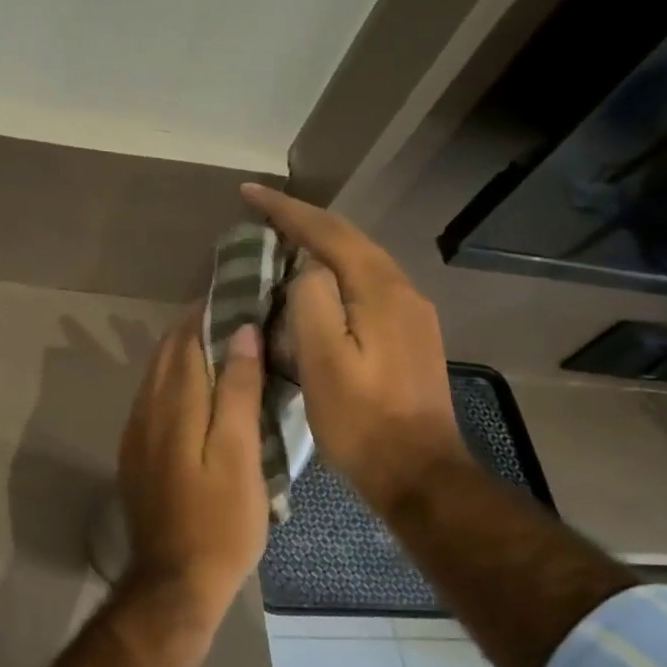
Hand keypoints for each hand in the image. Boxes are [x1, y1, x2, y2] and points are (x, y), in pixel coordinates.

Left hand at [117, 314, 268, 606]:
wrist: (174, 580)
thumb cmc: (221, 521)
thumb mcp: (239, 454)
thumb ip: (236, 391)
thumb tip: (240, 332)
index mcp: (172, 405)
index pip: (186, 340)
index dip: (208, 312)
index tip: (235, 291)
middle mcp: (145, 411)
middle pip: (165, 354)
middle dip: (193, 327)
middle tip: (232, 310)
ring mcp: (135, 435)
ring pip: (155, 376)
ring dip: (181, 352)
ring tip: (219, 340)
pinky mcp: (136, 455)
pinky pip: (152, 400)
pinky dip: (173, 380)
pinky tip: (195, 387)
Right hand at [241, 184, 468, 510]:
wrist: (418, 473)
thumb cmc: (362, 421)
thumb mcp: (323, 362)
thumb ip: (312, 302)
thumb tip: (306, 269)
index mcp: (380, 291)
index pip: (329, 233)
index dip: (286, 210)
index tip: (248, 193)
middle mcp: (402, 292)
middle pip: (349, 241)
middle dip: (304, 222)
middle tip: (262, 214)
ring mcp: (411, 315)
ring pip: (359, 265)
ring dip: (320, 248)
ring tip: (282, 244)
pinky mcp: (409, 338)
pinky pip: (365, 289)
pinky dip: (334, 277)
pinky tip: (315, 290)